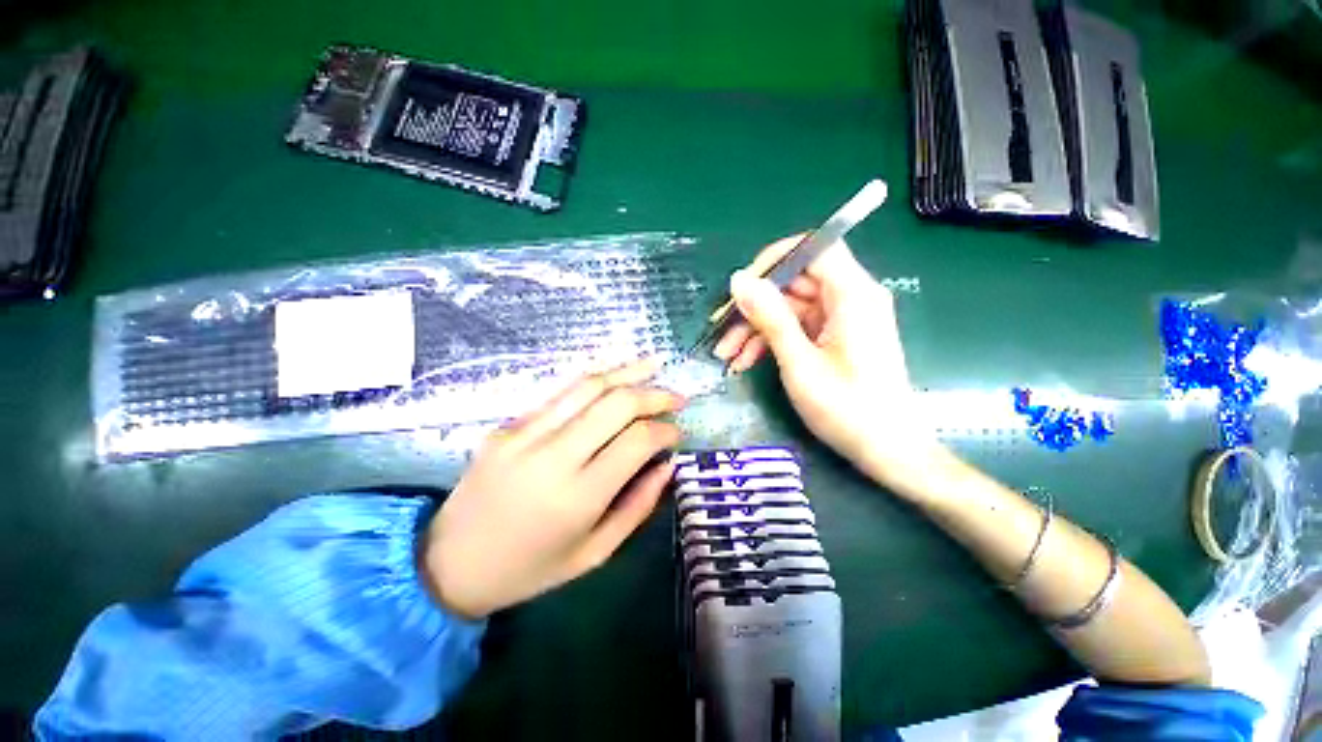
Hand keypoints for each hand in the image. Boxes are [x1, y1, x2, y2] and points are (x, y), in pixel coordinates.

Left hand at [421, 359, 685, 618]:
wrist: (448, 563)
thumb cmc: (529, 569)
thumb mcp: (594, 553)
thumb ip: (637, 506)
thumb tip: (667, 465)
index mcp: (577, 496)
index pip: (636, 441)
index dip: (665, 430)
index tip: (677, 433)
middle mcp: (552, 456)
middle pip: (616, 403)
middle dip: (653, 394)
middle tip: (676, 398)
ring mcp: (524, 434)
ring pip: (587, 386)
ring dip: (627, 372)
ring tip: (654, 365)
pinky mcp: (508, 425)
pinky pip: (560, 393)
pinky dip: (595, 379)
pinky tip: (615, 375)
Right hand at [713, 236, 940, 491]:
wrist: (887, 450)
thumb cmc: (847, 409)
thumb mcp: (799, 363)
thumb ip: (770, 317)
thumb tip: (740, 279)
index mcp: (852, 294)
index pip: (814, 248)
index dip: (775, 259)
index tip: (742, 285)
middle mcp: (850, 298)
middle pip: (794, 283)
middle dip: (754, 307)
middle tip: (721, 331)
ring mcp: (841, 319)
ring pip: (789, 309)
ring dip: (756, 329)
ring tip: (726, 356)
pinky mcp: (834, 337)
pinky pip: (797, 328)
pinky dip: (771, 342)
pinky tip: (745, 362)